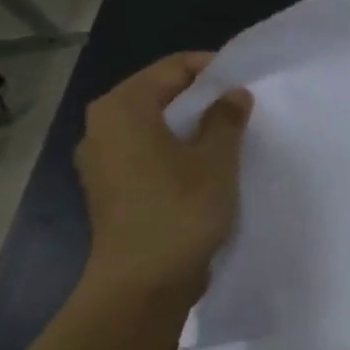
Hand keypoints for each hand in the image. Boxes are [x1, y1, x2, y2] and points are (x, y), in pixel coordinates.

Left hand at [74, 52, 251, 303]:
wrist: (143, 281)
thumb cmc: (180, 210)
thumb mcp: (216, 159)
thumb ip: (225, 119)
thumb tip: (232, 94)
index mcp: (123, 110)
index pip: (171, 69)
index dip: (212, 68)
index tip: (247, 79)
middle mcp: (102, 128)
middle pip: (158, 94)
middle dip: (201, 96)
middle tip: (243, 105)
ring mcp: (101, 161)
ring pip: (152, 125)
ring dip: (189, 125)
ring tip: (229, 134)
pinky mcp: (111, 188)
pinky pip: (146, 152)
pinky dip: (175, 149)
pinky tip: (205, 165)